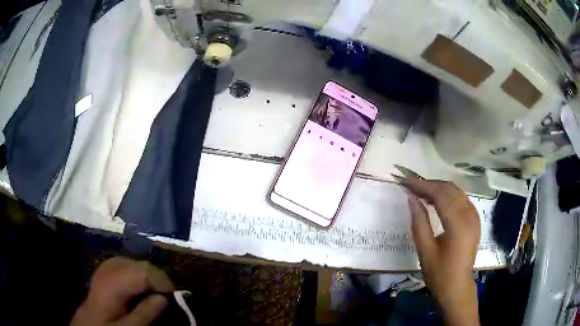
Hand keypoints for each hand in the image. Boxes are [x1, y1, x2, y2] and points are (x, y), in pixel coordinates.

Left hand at [71, 257, 174, 325]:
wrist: (88, 322)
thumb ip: (145, 313)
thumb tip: (164, 298)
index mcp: (114, 282)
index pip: (145, 272)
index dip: (163, 282)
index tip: (174, 298)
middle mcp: (110, 268)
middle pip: (141, 265)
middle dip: (158, 279)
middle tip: (167, 298)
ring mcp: (106, 266)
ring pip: (135, 262)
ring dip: (149, 276)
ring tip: (155, 293)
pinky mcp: (105, 269)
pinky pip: (126, 264)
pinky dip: (137, 273)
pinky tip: (139, 286)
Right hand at [393, 166, 480, 325]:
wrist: (457, 287)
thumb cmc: (439, 273)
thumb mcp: (425, 250)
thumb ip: (419, 222)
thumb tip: (412, 199)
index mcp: (458, 224)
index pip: (441, 195)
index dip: (423, 186)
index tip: (406, 181)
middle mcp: (470, 215)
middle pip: (450, 189)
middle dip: (430, 184)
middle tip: (412, 185)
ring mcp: (475, 217)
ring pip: (457, 192)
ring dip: (439, 188)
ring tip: (422, 191)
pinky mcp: (475, 220)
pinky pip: (462, 200)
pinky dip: (449, 195)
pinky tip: (437, 200)